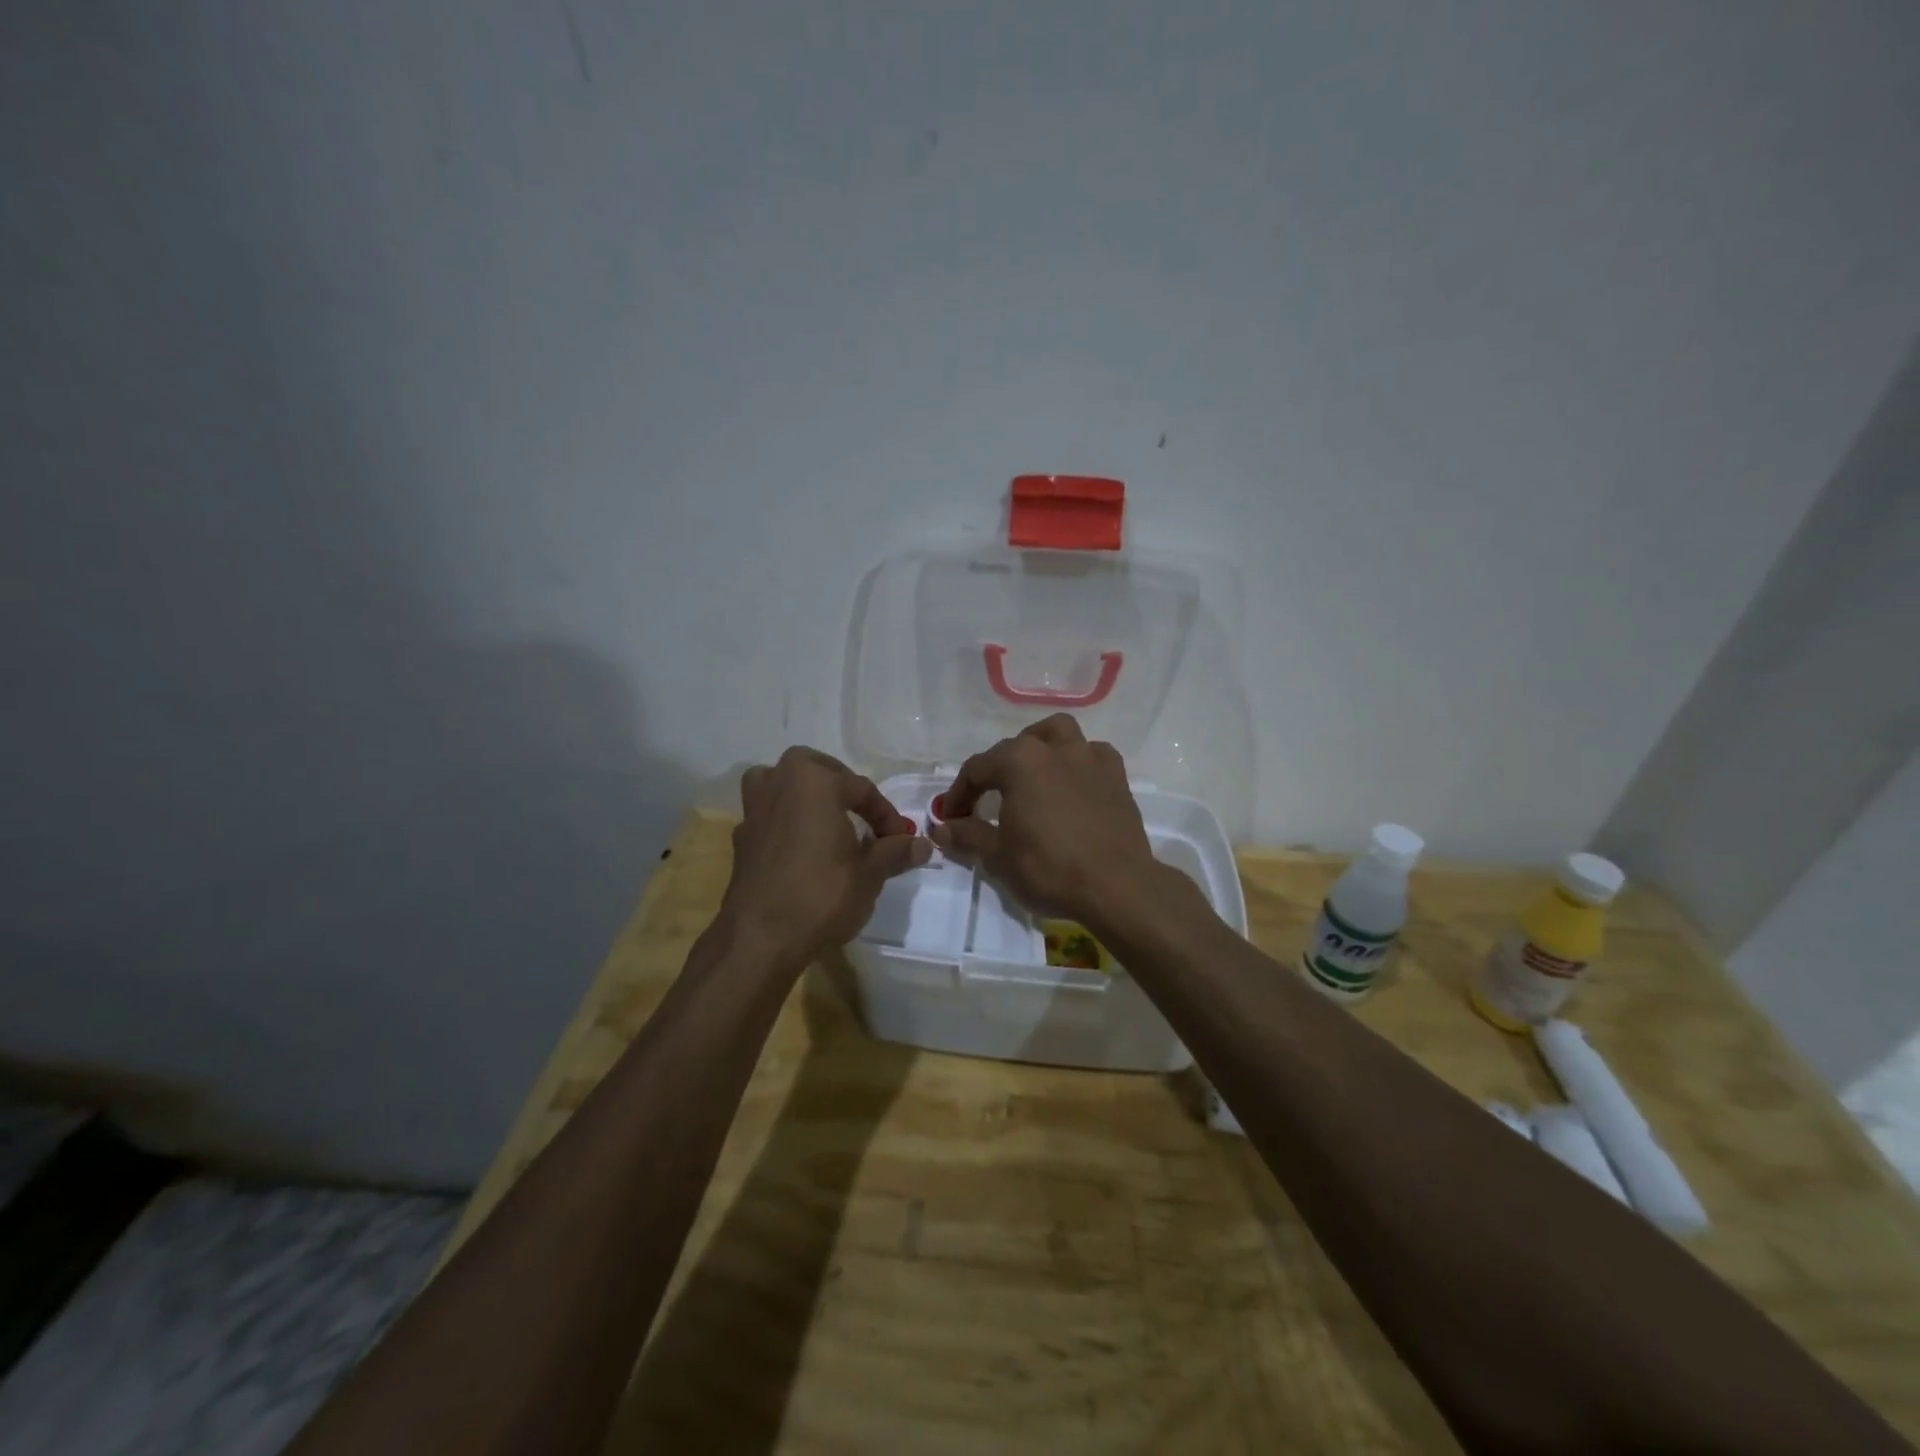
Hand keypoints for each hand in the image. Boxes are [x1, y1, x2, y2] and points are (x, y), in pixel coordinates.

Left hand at [721, 747, 930, 967]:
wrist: (760, 939)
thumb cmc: (822, 895)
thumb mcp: (870, 874)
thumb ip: (895, 852)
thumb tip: (922, 844)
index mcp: (814, 782)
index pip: (861, 788)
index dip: (886, 814)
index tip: (900, 840)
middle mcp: (779, 784)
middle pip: (812, 768)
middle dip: (839, 783)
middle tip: (860, 812)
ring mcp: (754, 811)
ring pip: (778, 782)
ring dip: (800, 792)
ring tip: (823, 817)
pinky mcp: (741, 839)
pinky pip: (768, 815)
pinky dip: (785, 820)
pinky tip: (801, 849)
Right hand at [928, 714, 1163, 924]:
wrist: (1117, 887)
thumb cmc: (1049, 869)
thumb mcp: (998, 856)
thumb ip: (968, 835)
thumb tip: (942, 828)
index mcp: (1019, 761)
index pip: (976, 769)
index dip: (959, 794)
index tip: (952, 819)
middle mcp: (1054, 747)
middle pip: (1014, 748)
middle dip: (995, 771)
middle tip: (987, 801)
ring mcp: (1090, 757)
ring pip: (1057, 735)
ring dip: (1039, 748)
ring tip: (1031, 775)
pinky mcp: (1117, 775)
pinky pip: (1090, 755)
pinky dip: (1076, 763)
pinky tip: (1071, 786)